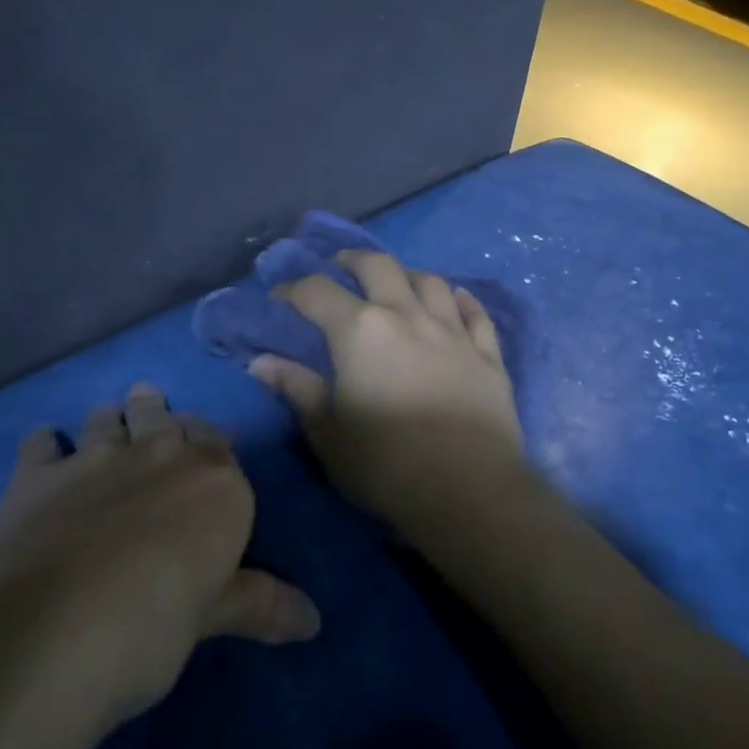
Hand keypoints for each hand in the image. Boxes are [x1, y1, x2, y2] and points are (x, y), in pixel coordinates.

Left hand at [0, 383, 320, 732]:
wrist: (50, 630)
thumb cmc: (152, 626)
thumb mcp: (211, 618)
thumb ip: (259, 606)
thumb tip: (314, 622)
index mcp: (216, 483)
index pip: (219, 444)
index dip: (209, 444)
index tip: (203, 449)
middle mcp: (162, 455)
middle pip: (165, 418)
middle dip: (160, 415)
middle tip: (154, 411)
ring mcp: (96, 458)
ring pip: (109, 419)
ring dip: (112, 418)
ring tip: (109, 418)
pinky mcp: (37, 475)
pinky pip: (42, 443)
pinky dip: (45, 443)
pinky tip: (44, 447)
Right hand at [251, 250, 528, 540]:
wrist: (468, 489)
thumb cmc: (385, 464)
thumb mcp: (327, 432)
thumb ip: (296, 389)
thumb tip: (261, 362)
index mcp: (360, 330)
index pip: (317, 292)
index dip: (293, 289)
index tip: (279, 296)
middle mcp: (407, 315)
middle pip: (379, 267)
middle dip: (354, 260)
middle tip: (341, 265)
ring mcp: (453, 331)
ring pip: (431, 282)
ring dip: (408, 274)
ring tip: (397, 280)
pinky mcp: (487, 354)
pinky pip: (476, 314)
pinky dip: (463, 300)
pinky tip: (458, 298)